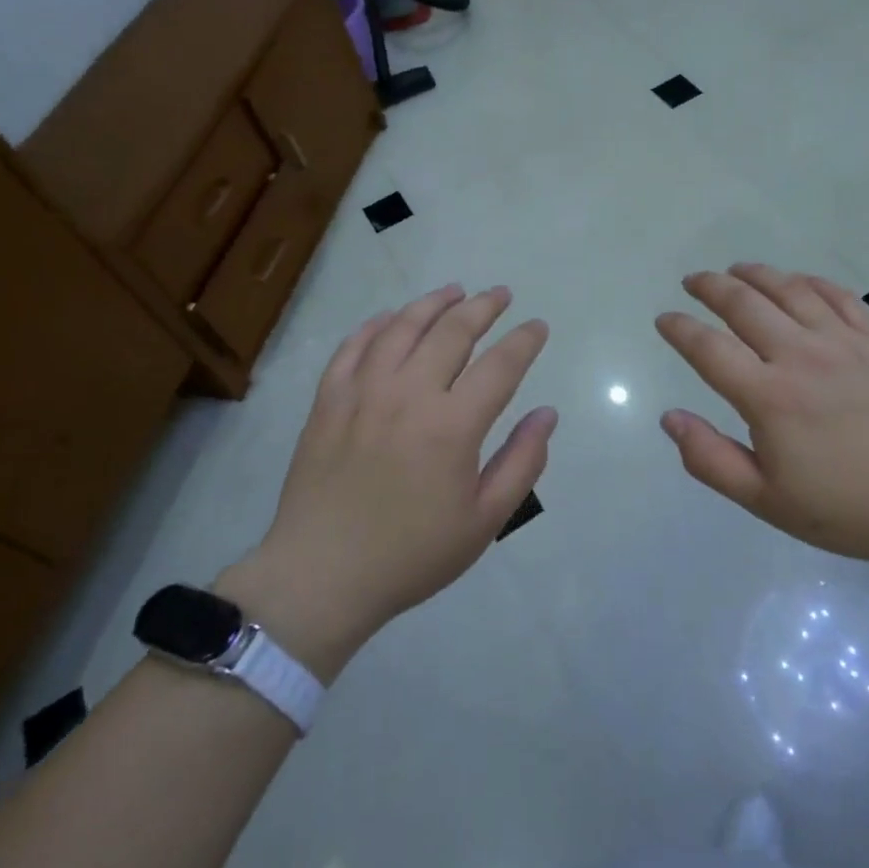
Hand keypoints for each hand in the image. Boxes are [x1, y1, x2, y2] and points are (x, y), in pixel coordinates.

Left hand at [218, 285, 555, 680]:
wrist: (321, 576)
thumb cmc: (411, 554)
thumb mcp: (484, 521)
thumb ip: (522, 462)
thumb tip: (547, 414)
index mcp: (452, 425)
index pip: (501, 364)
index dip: (524, 340)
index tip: (538, 326)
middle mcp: (409, 394)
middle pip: (453, 331)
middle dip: (484, 307)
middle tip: (501, 294)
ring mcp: (363, 392)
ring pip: (403, 326)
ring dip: (433, 303)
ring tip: (454, 291)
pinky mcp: (329, 399)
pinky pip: (354, 346)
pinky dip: (376, 324)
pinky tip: (391, 317)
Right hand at [655, 264, 868, 574]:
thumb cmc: (848, 509)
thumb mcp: (767, 501)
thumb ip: (711, 459)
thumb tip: (670, 417)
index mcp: (769, 397)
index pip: (708, 349)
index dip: (680, 329)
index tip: (664, 319)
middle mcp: (801, 356)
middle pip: (744, 304)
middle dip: (710, 287)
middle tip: (693, 281)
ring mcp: (844, 343)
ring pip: (789, 290)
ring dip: (755, 274)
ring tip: (735, 269)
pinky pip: (838, 296)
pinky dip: (810, 281)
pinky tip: (797, 281)